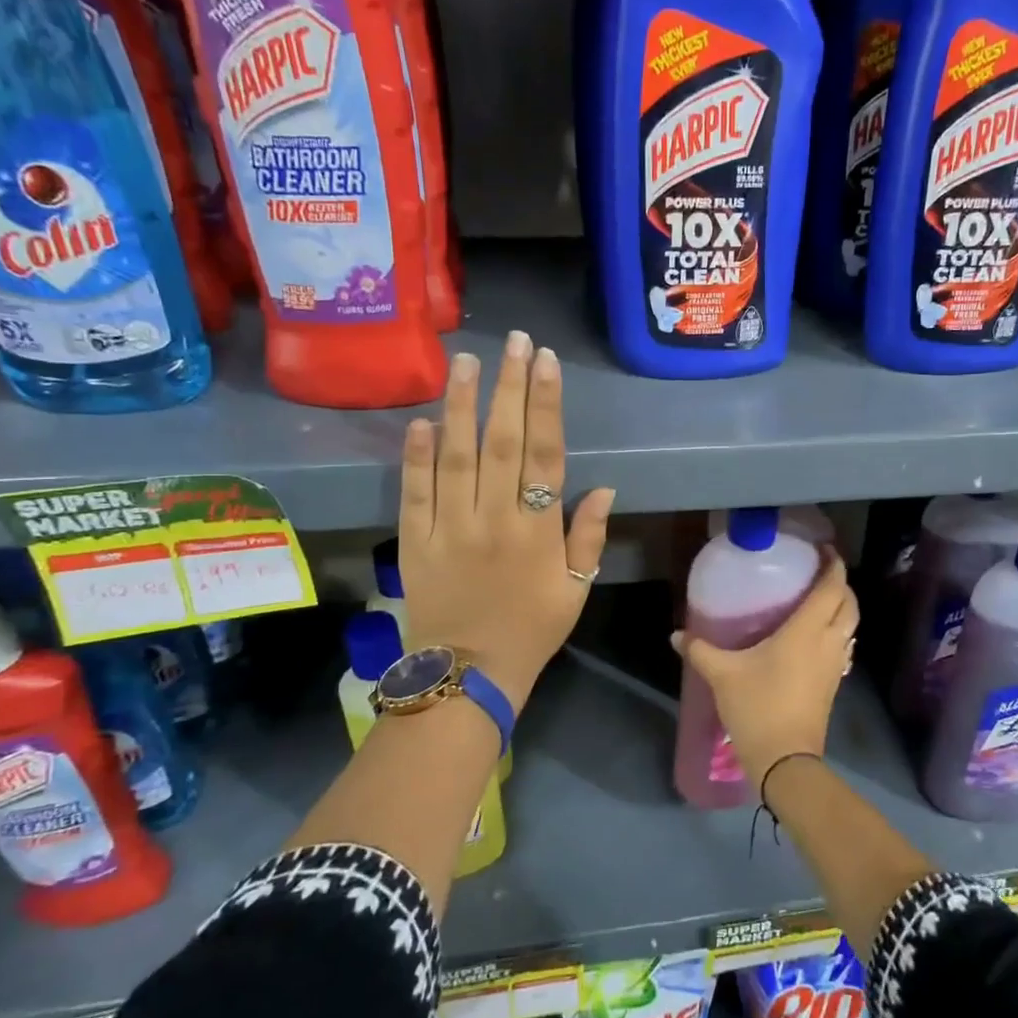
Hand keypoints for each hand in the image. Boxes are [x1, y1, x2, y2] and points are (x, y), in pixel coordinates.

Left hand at [398, 334, 614, 711]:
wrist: (468, 675)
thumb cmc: (531, 631)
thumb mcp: (576, 590)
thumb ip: (588, 537)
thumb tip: (603, 487)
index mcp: (537, 531)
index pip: (544, 454)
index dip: (546, 405)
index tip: (546, 362)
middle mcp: (494, 519)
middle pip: (501, 442)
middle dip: (509, 387)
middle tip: (513, 342)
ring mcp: (450, 528)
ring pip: (456, 456)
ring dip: (461, 406)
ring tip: (465, 361)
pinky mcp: (415, 541)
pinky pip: (415, 492)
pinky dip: (416, 456)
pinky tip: (421, 420)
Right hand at [671, 554, 858, 792]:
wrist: (786, 760)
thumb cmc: (758, 706)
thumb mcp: (723, 675)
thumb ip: (700, 650)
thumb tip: (676, 634)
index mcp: (807, 630)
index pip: (832, 587)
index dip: (833, 565)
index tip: (824, 550)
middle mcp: (829, 642)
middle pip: (849, 603)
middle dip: (840, 584)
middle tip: (818, 574)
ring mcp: (836, 665)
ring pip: (851, 626)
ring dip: (842, 609)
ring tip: (817, 601)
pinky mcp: (834, 684)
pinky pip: (843, 646)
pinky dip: (836, 632)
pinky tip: (813, 638)